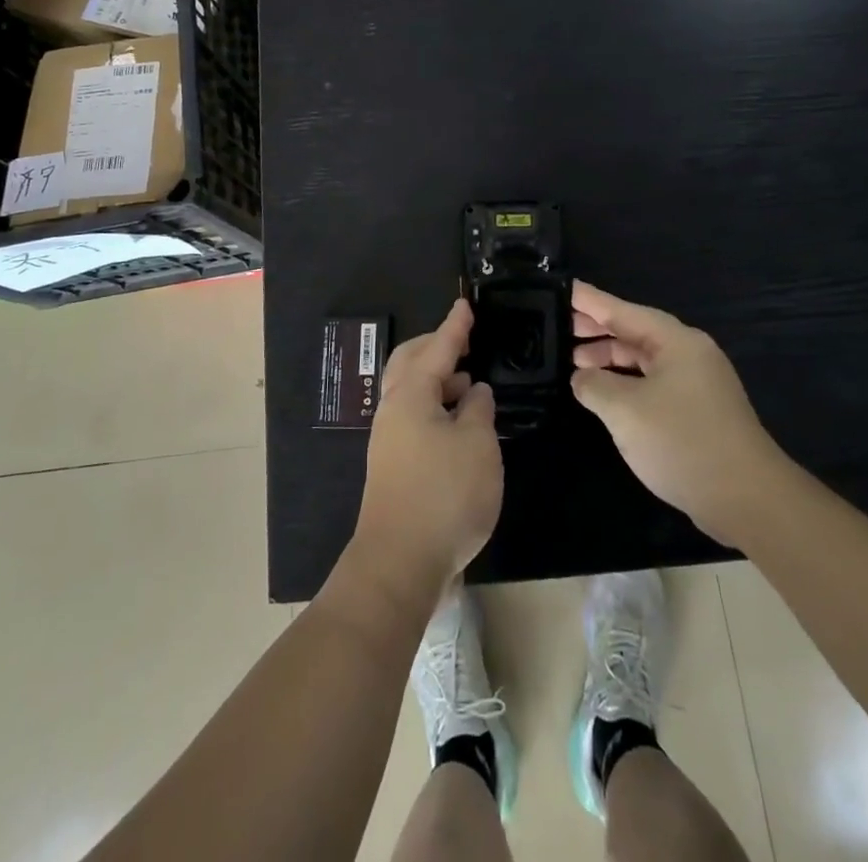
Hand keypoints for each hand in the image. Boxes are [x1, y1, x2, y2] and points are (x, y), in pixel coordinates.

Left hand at [351, 300, 503, 602]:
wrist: (400, 562)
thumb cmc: (444, 493)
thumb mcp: (477, 445)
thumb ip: (477, 410)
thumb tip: (473, 392)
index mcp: (411, 394)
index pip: (437, 348)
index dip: (455, 326)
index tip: (465, 304)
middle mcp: (393, 410)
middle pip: (410, 363)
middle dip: (436, 348)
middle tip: (464, 341)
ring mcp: (389, 439)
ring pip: (411, 392)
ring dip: (437, 380)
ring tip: (468, 382)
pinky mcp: (394, 465)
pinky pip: (414, 417)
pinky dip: (436, 408)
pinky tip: (458, 423)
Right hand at [570, 281, 786, 544]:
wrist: (747, 499)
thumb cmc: (682, 442)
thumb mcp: (624, 410)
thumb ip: (594, 385)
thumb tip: (582, 378)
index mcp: (676, 342)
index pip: (623, 311)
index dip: (590, 301)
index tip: (563, 289)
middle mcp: (690, 354)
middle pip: (635, 332)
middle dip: (598, 330)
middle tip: (559, 326)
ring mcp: (698, 384)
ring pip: (644, 360)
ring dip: (610, 359)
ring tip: (575, 364)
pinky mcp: (699, 412)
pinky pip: (654, 383)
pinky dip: (626, 383)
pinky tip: (606, 396)